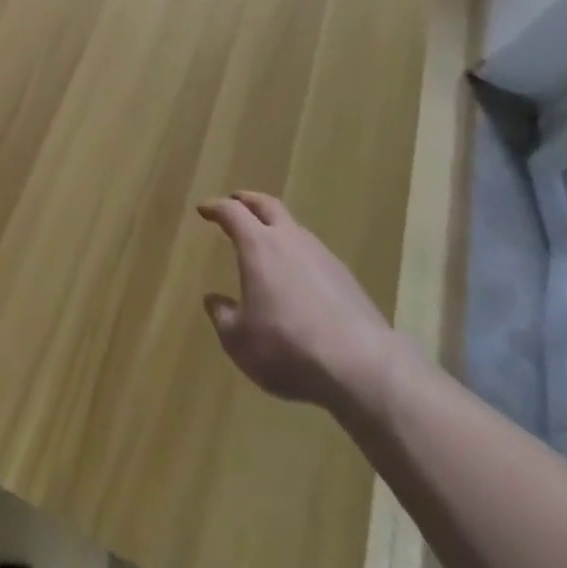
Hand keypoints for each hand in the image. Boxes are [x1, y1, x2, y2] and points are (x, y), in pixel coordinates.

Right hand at [197, 191, 403, 418]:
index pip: (232, 212)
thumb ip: (223, 317)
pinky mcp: (347, 279)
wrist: (361, 367)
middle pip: (267, 205)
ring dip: (277, 228)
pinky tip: (299, 279)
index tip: (204, 209)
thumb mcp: (240, 341)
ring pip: (295, 229)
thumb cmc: (288, 348)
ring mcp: (323, 256)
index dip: (215, 207)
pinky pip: (315, 255)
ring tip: (268, 243)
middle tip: (236, 202)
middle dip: (248, 200)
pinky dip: (299, 256)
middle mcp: (290, 240)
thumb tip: (213, 300)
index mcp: (258, 246)